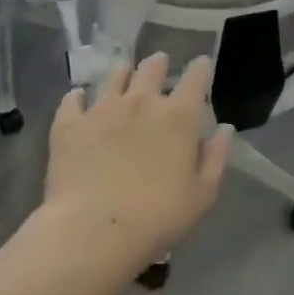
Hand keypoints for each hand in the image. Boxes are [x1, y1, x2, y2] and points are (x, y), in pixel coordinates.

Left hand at [45, 53, 232, 274]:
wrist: (94, 231)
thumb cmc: (158, 217)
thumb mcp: (202, 194)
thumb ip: (215, 157)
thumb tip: (224, 128)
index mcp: (178, 117)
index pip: (195, 78)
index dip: (200, 68)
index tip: (201, 64)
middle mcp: (141, 102)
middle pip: (151, 68)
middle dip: (158, 63)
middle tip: (159, 64)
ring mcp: (102, 109)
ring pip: (114, 76)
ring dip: (123, 74)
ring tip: (123, 76)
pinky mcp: (69, 124)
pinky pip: (73, 99)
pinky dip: (78, 97)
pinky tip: (79, 100)